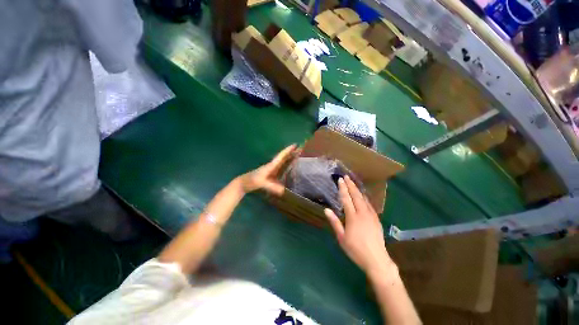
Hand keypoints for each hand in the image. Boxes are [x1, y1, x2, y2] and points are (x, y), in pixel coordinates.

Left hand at [238, 144, 297, 195]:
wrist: (243, 183)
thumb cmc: (251, 181)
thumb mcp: (261, 183)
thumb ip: (272, 187)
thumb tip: (284, 191)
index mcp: (271, 165)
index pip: (281, 156)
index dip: (288, 150)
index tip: (295, 145)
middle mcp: (272, 166)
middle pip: (283, 157)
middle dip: (291, 153)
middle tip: (300, 149)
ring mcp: (272, 170)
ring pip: (282, 162)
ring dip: (289, 158)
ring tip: (298, 156)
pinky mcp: (271, 174)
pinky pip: (281, 168)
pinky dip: (286, 165)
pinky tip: (290, 168)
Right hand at [324, 175, 392, 274]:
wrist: (377, 260)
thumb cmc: (356, 249)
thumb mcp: (341, 237)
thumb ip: (334, 222)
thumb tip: (326, 210)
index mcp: (353, 217)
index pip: (346, 199)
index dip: (343, 188)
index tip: (340, 180)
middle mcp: (362, 213)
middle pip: (356, 195)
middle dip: (350, 185)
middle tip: (346, 177)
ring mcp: (371, 215)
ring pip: (363, 198)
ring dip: (357, 189)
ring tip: (353, 182)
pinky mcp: (376, 219)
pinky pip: (369, 204)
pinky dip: (365, 197)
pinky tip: (363, 195)